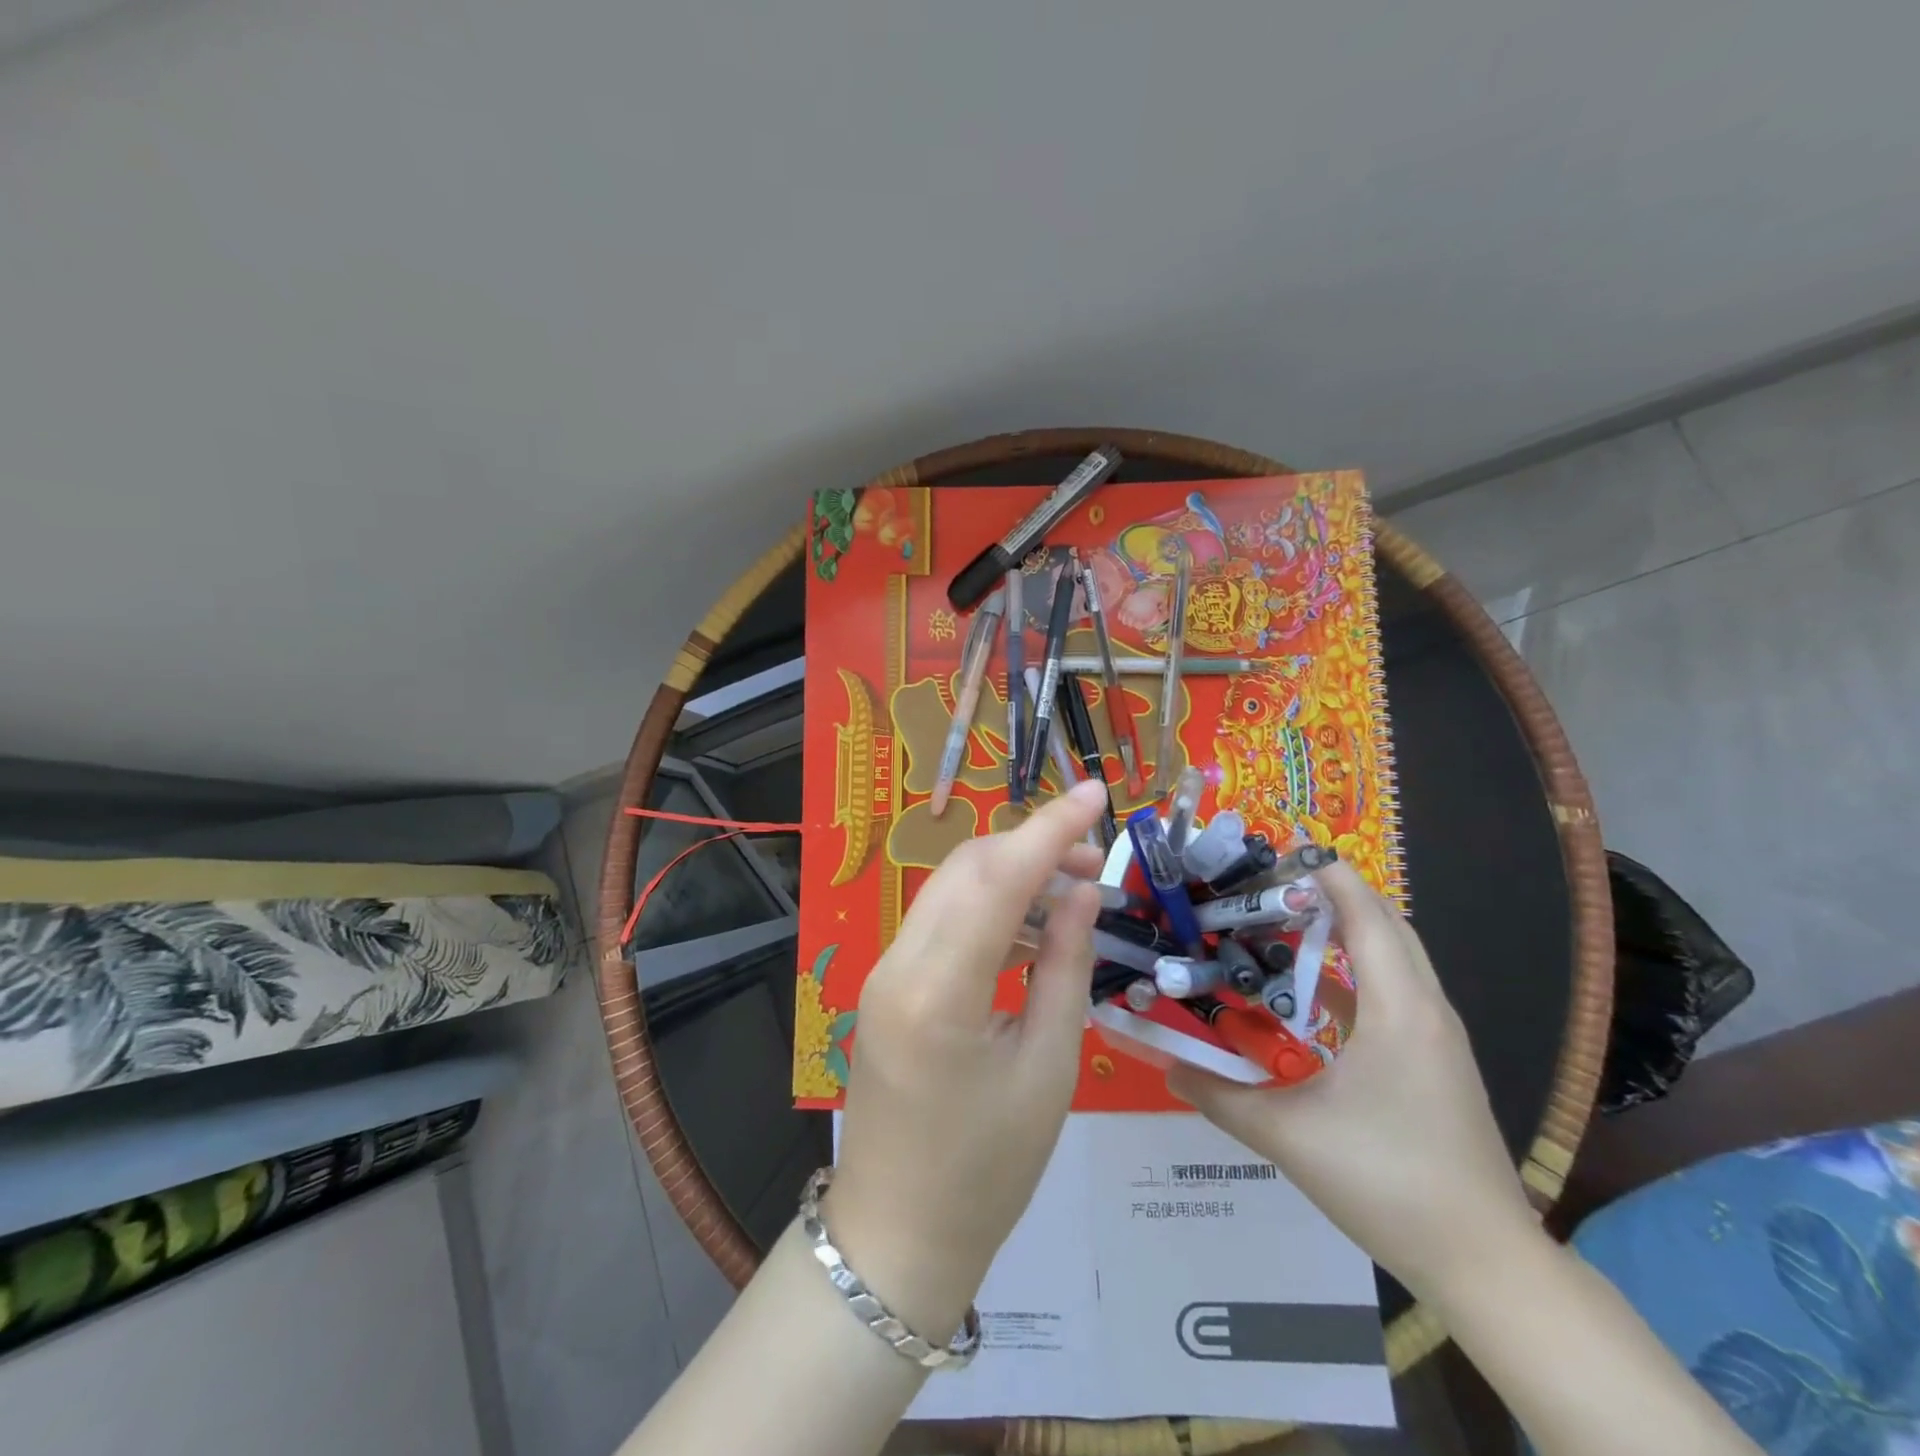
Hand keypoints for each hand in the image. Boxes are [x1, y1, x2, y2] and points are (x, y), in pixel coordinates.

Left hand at [823, 778, 1109, 1339]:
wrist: (899, 1237)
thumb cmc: (988, 1170)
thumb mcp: (1049, 1068)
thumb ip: (1064, 966)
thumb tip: (1081, 892)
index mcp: (939, 991)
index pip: (997, 878)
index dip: (1050, 827)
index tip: (1097, 790)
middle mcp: (898, 964)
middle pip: (967, 868)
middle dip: (1032, 848)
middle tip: (1095, 865)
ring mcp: (884, 972)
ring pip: (951, 889)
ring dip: (1010, 877)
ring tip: (1071, 897)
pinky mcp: (887, 985)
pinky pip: (940, 923)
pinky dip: (986, 910)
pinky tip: (1028, 934)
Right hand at [1168, 860, 1535, 1299]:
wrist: (1484, 1262)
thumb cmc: (1387, 1182)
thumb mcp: (1288, 1136)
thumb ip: (1219, 1095)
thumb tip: (1164, 1064)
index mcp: (1397, 1009)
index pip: (1365, 914)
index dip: (1326, 873)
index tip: (1279, 845)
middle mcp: (1424, 1009)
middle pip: (1385, 924)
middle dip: (1333, 892)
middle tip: (1269, 879)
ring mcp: (1436, 1036)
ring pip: (1392, 957)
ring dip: (1344, 929)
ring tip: (1281, 919)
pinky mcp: (1434, 1060)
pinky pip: (1392, 991)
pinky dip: (1352, 972)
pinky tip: (1306, 989)